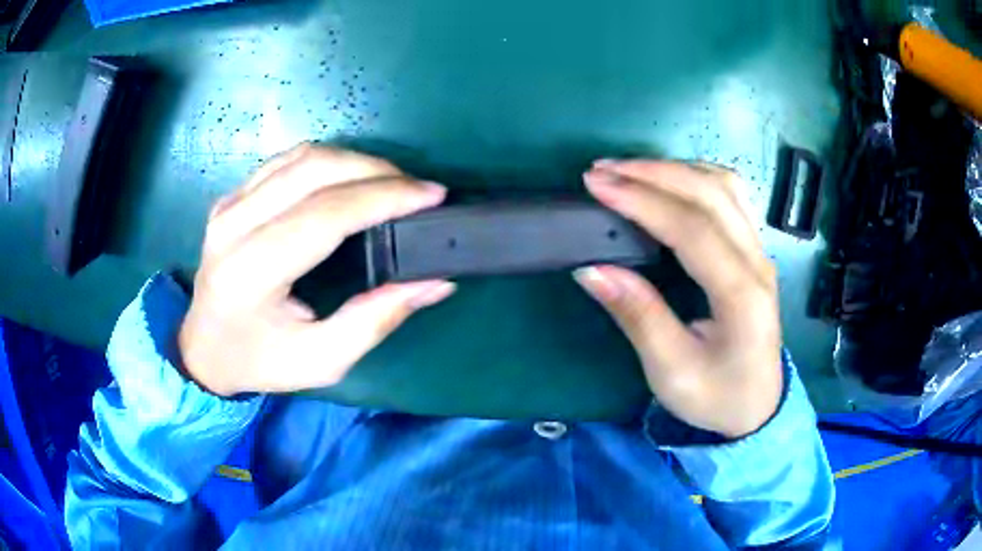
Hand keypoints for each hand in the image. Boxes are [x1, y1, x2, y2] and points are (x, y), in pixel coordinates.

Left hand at [179, 144, 455, 395]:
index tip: (432, 195)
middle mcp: (233, 226)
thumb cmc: (259, 361)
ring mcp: (228, 204)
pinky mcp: (231, 196)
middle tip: (417, 189)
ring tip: (391, 183)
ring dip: (355, 161)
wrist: (204, 348)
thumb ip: (375, 320)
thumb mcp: (320, 360)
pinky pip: (286, 161)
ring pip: (301, 157)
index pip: (325, 214)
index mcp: (250, 272)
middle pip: (314, 170)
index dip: (383, 198)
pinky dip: (327, 162)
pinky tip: (350, 179)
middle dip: (376, 171)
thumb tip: (434, 281)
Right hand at [575, 160, 781, 438]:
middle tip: (601, 170)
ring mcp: (759, 252)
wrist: (757, 407)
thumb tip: (591, 269)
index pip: (692, 228)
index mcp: (741, 296)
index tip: (596, 185)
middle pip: (709, 194)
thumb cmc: (716, 397)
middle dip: (652, 174)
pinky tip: (669, 180)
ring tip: (628, 170)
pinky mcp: (754, 250)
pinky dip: (695, 177)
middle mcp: (757, 262)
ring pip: (723, 186)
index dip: (643, 200)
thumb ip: (638, 317)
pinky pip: (730, 196)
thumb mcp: (671, 372)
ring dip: (674, 170)